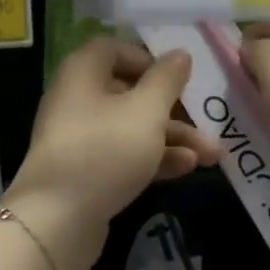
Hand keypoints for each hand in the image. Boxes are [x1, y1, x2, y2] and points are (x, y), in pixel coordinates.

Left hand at [5, 40, 220, 269]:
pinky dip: (152, 158)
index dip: (147, 59)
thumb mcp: (145, 111)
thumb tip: (179, 54)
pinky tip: (187, 169)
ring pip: (130, 127)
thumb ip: (166, 81)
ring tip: (211, 156)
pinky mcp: (85, 171)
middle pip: (128, 92)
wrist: (57, 219)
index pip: (113, 50)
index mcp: (82, 73)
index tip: (176, 78)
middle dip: (173, 110)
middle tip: (208, 125)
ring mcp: (79, 137)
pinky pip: (122, 154)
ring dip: (171, 138)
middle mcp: (76, 99)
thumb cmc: (105, 150)